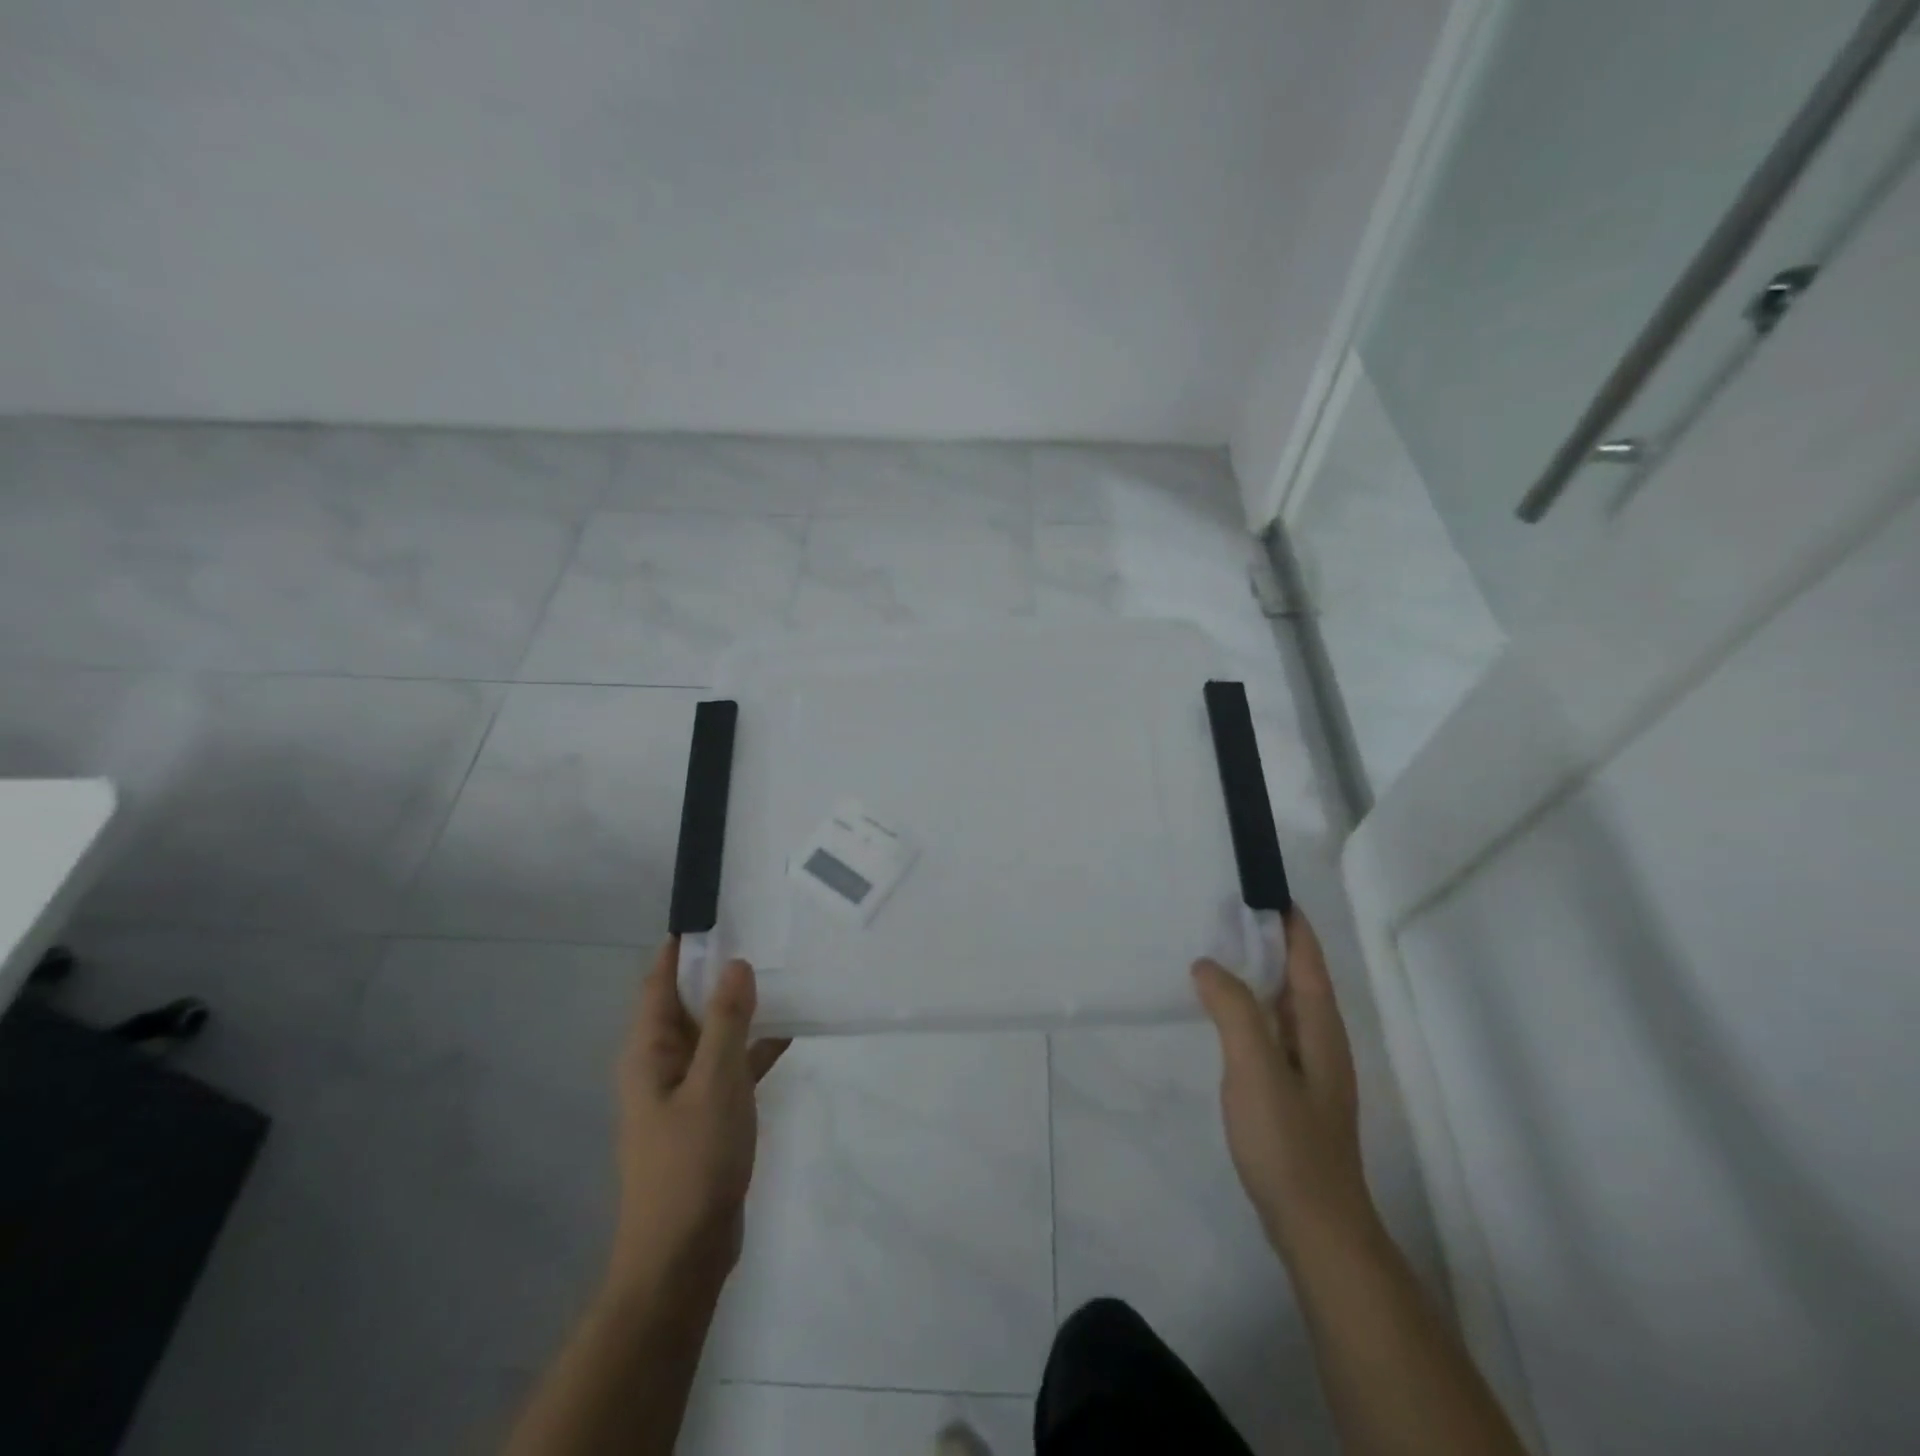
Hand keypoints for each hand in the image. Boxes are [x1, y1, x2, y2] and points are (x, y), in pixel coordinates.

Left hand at [609, 941, 789, 1297]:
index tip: (717, 914)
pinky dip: (753, 1049)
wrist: (682, 1257)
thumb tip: (735, 963)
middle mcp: (660, 1064)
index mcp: (648, 1051)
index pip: (658, 982)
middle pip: (688, 1004)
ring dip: (741, 1010)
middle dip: (719, 972)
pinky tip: (789, 1035)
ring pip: (713, 1035)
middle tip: (763, 937)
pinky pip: (730, 1067)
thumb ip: (728, 1021)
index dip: (681, 947)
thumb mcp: (716, 1082)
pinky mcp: (707, 1116)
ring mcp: (684, 1092)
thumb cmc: (692, 1162)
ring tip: (782, 976)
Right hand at [1192, 910, 1375, 1264]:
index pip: (1307, 957)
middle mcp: (1320, 1040)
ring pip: (1282, 1003)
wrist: (1315, 1227)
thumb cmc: (1288, 1142)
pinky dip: (1248, 1006)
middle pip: (1297, 975)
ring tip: (1215, 952)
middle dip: (1268, 940)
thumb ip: (1234, 1010)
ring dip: (1256, 973)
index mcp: (1319, 1026)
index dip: (1288, 920)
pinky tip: (1221, 1014)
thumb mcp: (1256, 1068)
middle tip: (1221, 913)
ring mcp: (1308, 1068)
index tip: (1258, 886)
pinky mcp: (1292, 1092)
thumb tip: (1208, 964)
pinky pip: (1270, 1029)